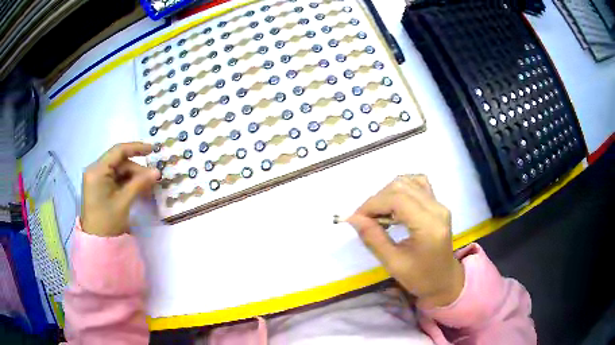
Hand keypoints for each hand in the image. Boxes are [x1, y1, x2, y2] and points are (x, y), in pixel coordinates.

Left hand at [81, 142, 159, 236]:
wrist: (97, 242)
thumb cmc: (107, 221)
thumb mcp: (124, 201)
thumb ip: (140, 183)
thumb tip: (157, 172)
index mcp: (97, 170)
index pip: (118, 151)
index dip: (136, 148)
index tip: (153, 150)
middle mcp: (95, 170)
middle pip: (119, 162)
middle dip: (137, 169)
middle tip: (153, 179)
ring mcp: (97, 179)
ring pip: (119, 171)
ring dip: (133, 177)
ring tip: (148, 187)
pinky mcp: (100, 187)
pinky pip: (116, 179)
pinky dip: (127, 183)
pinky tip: (138, 190)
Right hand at [347, 175, 463, 306]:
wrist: (444, 281)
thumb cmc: (420, 278)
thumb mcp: (393, 264)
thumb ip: (373, 239)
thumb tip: (353, 219)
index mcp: (429, 225)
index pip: (397, 199)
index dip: (373, 204)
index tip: (356, 218)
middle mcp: (437, 208)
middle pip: (401, 187)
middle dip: (378, 199)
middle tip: (365, 219)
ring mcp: (439, 204)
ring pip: (408, 182)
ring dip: (387, 193)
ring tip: (378, 213)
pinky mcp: (438, 204)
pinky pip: (418, 184)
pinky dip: (401, 189)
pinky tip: (394, 204)